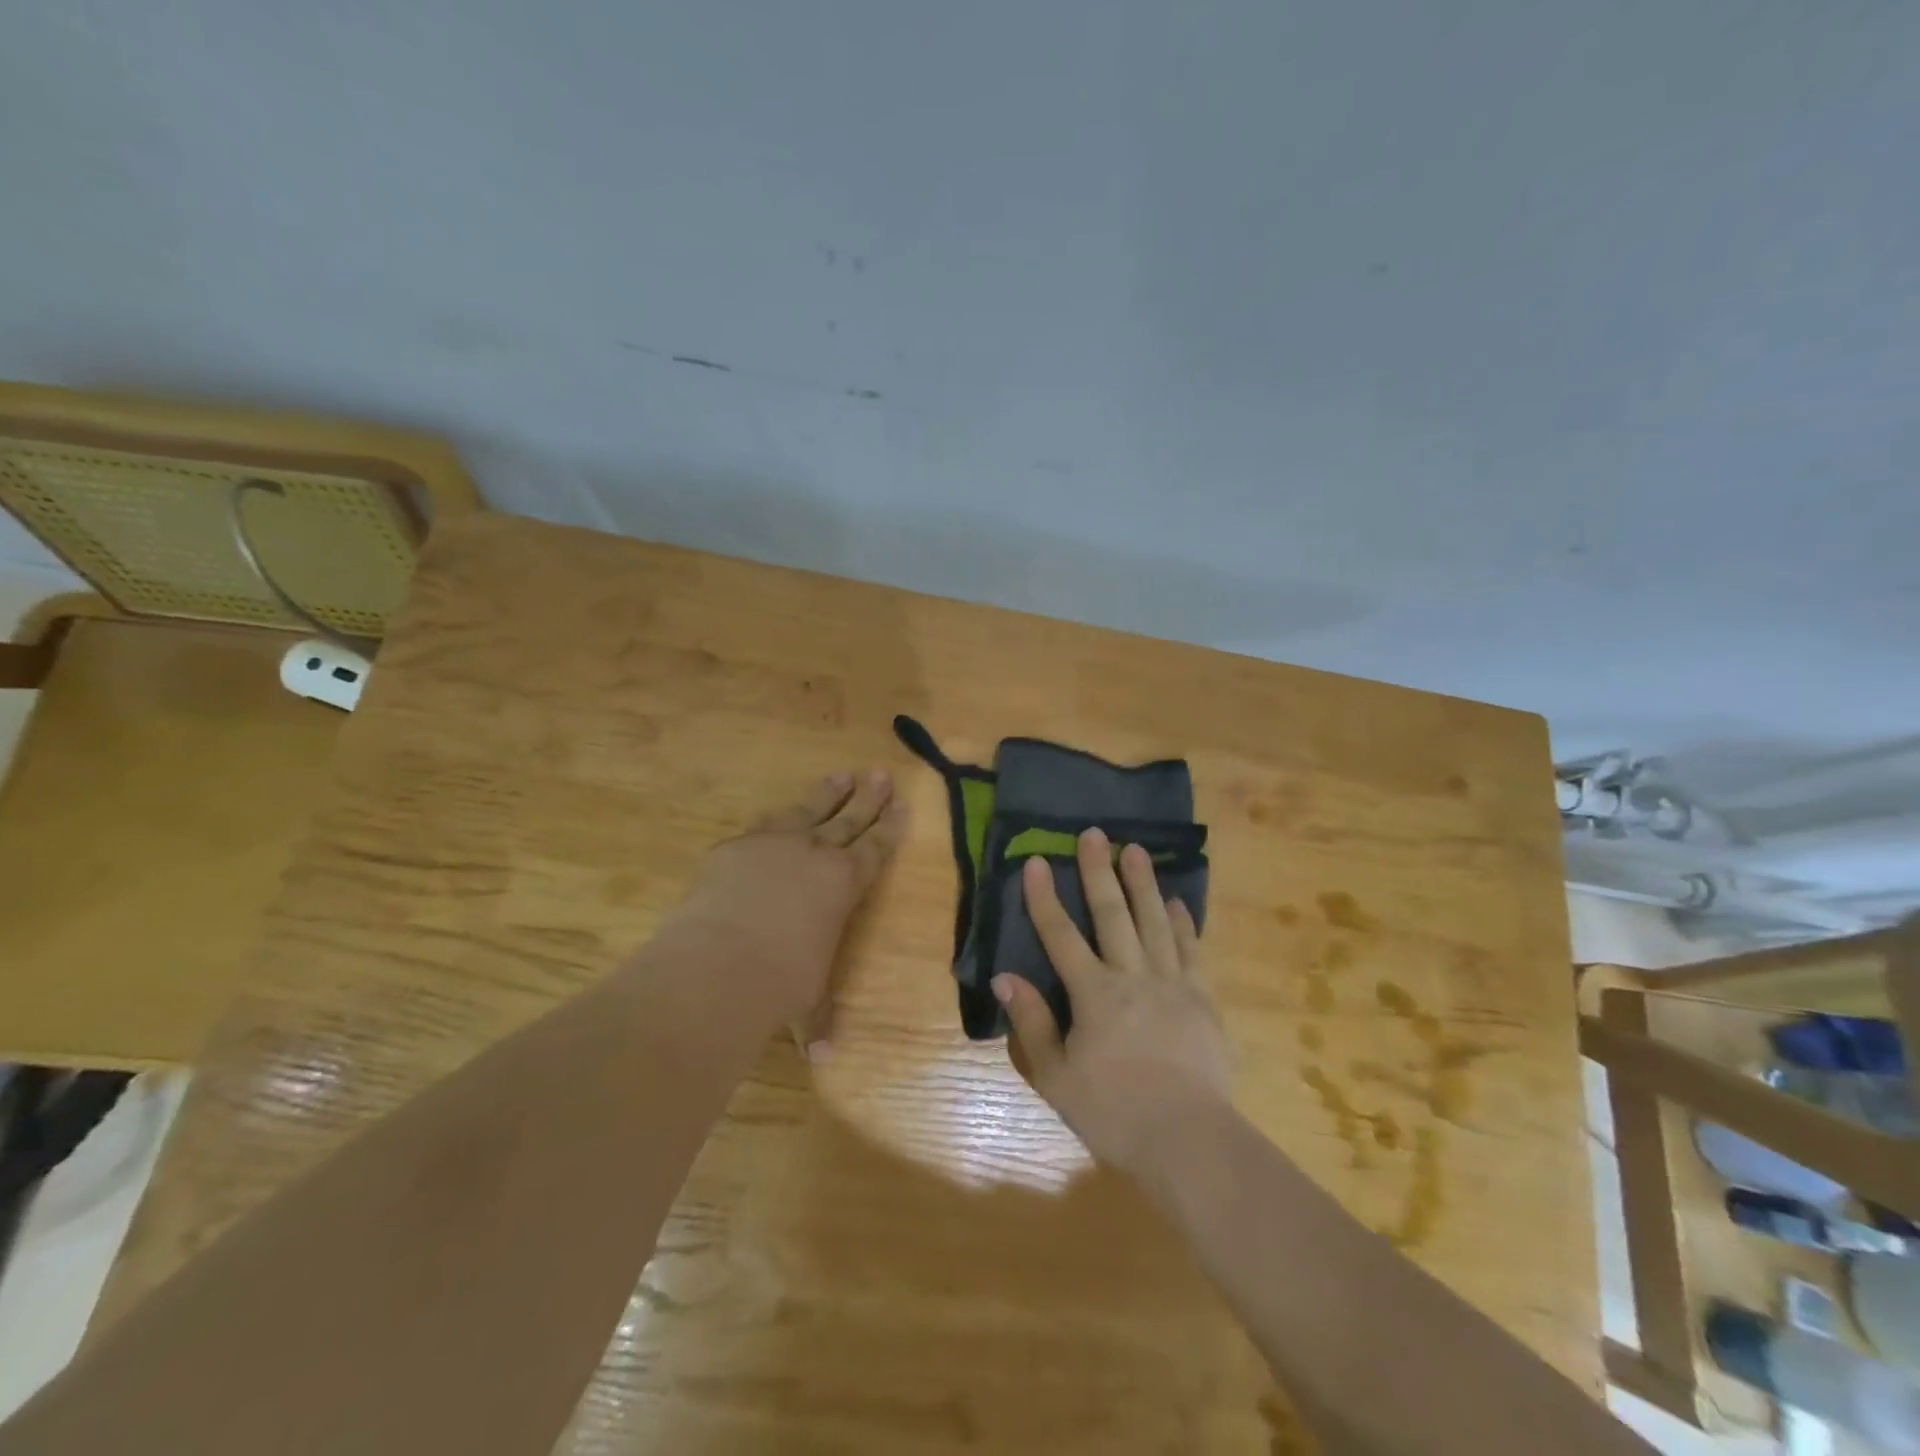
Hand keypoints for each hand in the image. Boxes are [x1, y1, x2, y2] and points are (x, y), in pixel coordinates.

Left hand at [669, 770, 907, 1050]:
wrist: (719, 963)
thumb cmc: (780, 984)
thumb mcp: (806, 999)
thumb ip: (815, 1018)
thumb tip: (819, 1057)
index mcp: (844, 883)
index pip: (875, 847)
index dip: (891, 826)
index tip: (903, 804)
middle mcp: (814, 854)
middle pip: (848, 817)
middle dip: (867, 796)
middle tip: (880, 773)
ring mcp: (772, 844)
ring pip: (808, 809)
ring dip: (827, 793)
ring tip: (840, 774)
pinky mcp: (734, 847)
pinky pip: (761, 825)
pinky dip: (774, 819)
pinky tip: (776, 815)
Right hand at [994, 828, 1230, 1179]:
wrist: (1189, 1138)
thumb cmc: (1114, 1111)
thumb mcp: (1057, 1076)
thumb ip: (1032, 1023)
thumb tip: (1005, 977)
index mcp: (1095, 994)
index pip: (1061, 935)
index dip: (1045, 897)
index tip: (1035, 860)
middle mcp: (1133, 976)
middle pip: (1113, 914)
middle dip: (1099, 872)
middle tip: (1095, 834)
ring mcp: (1173, 983)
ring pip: (1155, 922)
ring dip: (1143, 883)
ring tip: (1136, 850)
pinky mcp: (1203, 999)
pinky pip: (1191, 950)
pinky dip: (1183, 923)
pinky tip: (1177, 902)